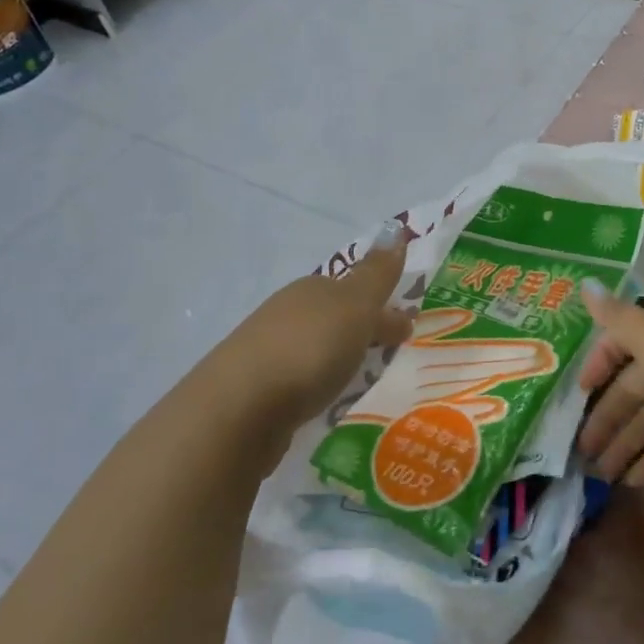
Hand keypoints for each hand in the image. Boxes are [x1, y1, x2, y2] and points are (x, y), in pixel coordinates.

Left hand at [204, 221, 413, 435]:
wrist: (236, 411)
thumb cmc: (308, 349)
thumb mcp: (354, 306)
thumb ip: (377, 274)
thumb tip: (396, 231)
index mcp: (312, 288)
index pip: (355, 289)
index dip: (382, 304)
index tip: (406, 329)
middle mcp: (287, 313)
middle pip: (334, 316)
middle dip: (361, 329)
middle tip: (391, 353)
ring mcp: (266, 351)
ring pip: (315, 348)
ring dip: (339, 357)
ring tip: (363, 381)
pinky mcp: (256, 392)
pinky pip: (299, 380)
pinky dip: (317, 383)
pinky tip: (326, 400)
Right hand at [576, 283, 643, 485]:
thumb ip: (616, 318)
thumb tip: (585, 285)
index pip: (621, 345)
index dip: (598, 364)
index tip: (578, 392)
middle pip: (632, 390)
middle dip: (606, 417)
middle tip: (580, 450)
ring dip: (625, 445)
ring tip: (602, 476)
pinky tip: (633, 481)